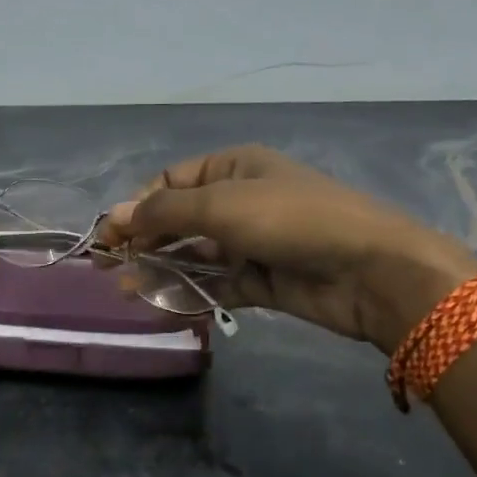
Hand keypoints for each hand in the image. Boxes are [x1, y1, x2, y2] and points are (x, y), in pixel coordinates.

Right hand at [99, 145, 476, 353]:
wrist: (369, 269)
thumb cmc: (291, 220)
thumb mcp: (221, 205)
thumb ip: (165, 213)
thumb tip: (115, 216)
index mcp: (233, 168)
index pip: (170, 183)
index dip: (136, 207)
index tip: (107, 237)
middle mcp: (241, 201)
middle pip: (179, 221)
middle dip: (144, 242)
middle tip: (108, 268)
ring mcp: (253, 242)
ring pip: (197, 256)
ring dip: (164, 271)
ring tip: (129, 291)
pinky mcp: (265, 280)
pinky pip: (219, 285)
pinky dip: (194, 295)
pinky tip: (167, 308)